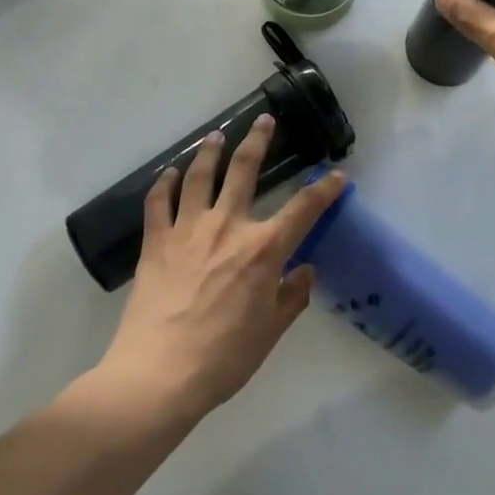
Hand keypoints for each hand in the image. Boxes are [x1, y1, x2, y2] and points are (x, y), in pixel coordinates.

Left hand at [100, 117, 346, 420]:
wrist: (159, 375)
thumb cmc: (223, 358)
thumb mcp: (270, 331)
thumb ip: (291, 296)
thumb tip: (305, 270)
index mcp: (263, 249)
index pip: (304, 208)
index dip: (325, 189)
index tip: (338, 175)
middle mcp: (228, 227)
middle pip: (245, 170)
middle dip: (258, 141)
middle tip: (264, 120)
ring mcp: (188, 230)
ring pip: (199, 176)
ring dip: (209, 152)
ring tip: (215, 135)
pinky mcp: (156, 242)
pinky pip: (159, 203)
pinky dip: (164, 184)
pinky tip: (169, 173)